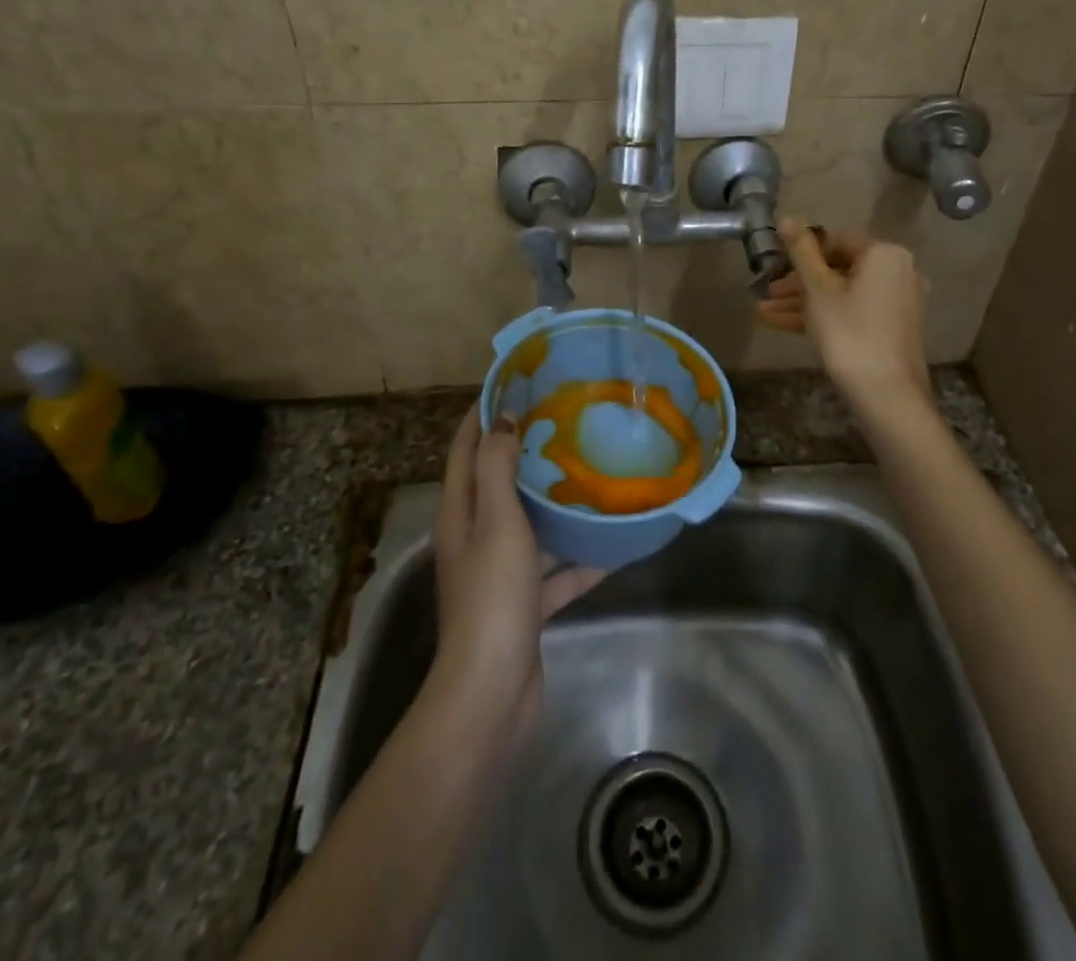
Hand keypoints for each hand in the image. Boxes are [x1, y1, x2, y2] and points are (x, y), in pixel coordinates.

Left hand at [431, 406, 603, 742]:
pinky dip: (580, 559)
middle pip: (498, 483)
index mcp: (460, 514)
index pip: (465, 448)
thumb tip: (503, 419)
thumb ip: (498, 467)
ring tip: (594, 473)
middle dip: (526, 450)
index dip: (483, 413)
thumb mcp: (496, 520)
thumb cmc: (492, 596)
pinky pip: (556, 571)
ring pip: (531, 526)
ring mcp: (500, 574)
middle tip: (566, 422)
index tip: (514, 383)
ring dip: (557, 504)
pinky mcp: (525, 606)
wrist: (493, 693)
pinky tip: (615, 545)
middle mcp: (475, 538)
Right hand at [757, 219, 932, 408]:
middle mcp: (898, 272)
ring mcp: (896, 303)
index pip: (836, 240)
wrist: (886, 396)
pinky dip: (822, 316)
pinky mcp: (890, 329)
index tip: (774, 264)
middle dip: (797, 282)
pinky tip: (781, 325)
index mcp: (884, 254)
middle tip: (766, 292)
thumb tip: (786, 216)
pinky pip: (851, 313)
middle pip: (838, 269)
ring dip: (802, 302)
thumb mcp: (818, 290)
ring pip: (841, 294)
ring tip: (762, 312)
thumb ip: (801, 251)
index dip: (801, 250)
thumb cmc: (849, 333)